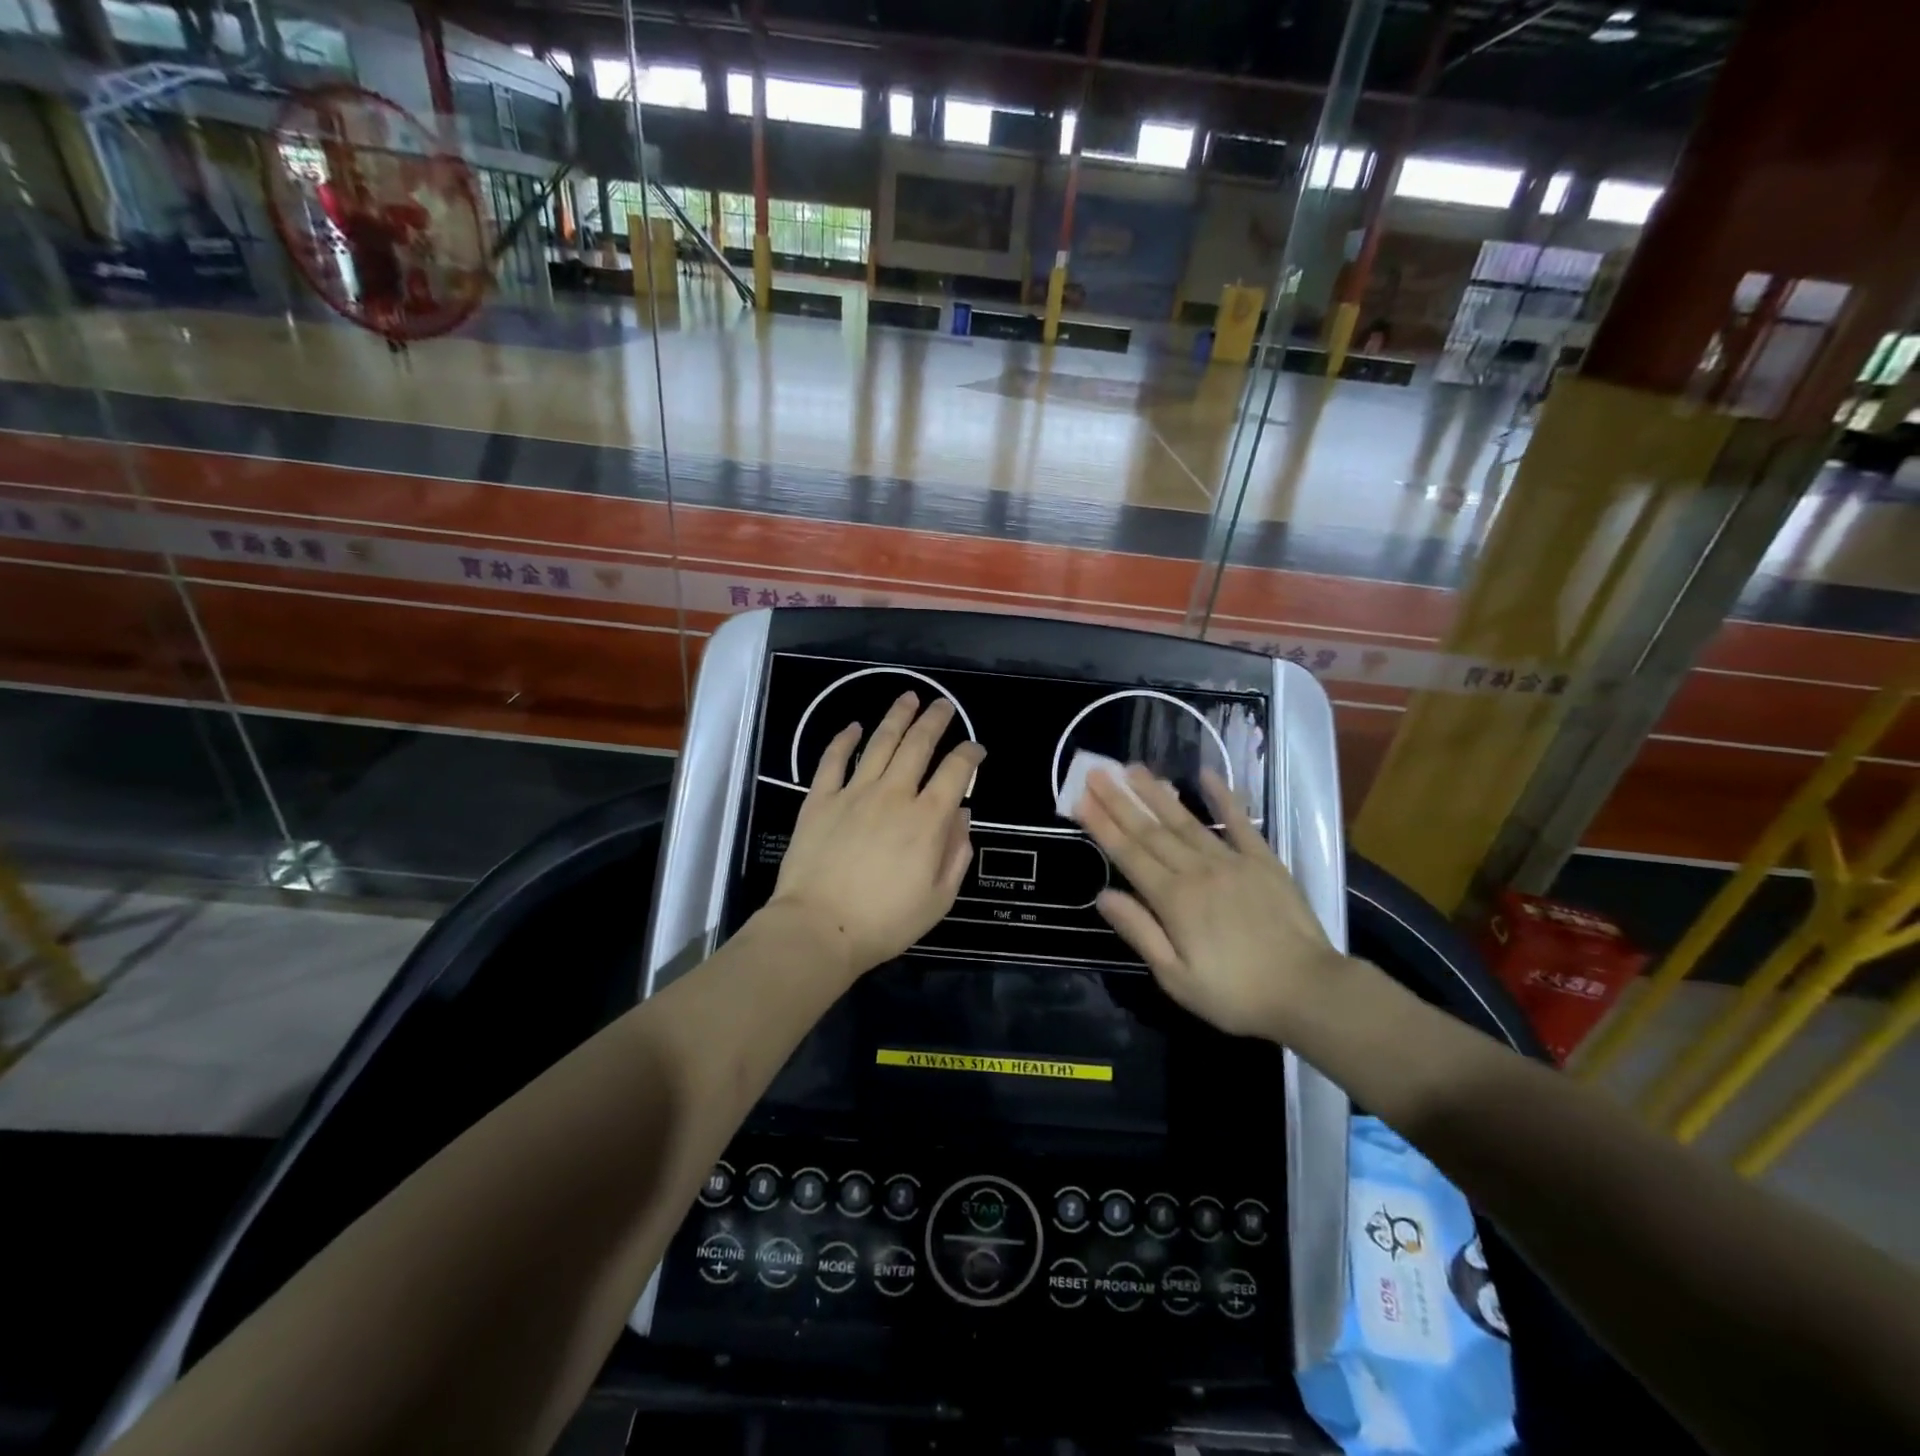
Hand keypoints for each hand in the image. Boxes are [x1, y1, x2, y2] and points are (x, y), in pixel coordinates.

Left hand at [765, 693, 983, 979]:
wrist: (819, 928)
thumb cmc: (885, 922)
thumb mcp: (939, 898)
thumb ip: (956, 853)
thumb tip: (963, 816)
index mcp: (927, 819)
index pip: (956, 771)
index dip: (970, 754)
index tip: (976, 749)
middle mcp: (894, 795)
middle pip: (918, 745)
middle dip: (935, 720)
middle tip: (943, 705)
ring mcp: (853, 793)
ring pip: (880, 743)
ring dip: (897, 717)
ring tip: (908, 697)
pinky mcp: (819, 799)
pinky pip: (833, 760)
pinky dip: (844, 739)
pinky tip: (854, 726)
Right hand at [1072, 765, 1347, 1039]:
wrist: (1310, 991)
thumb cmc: (1236, 994)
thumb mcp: (1176, 978)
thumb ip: (1139, 932)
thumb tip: (1103, 895)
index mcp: (1174, 900)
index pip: (1128, 854)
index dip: (1102, 826)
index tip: (1080, 798)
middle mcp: (1197, 870)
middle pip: (1151, 831)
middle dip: (1120, 801)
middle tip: (1096, 772)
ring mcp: (1232, 861)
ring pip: (1185, 820)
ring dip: (1157, 793)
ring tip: (1133, 768)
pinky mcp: (1264, 861)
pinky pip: (1240, 822)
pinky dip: (1223, 796)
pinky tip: (1207, 774)